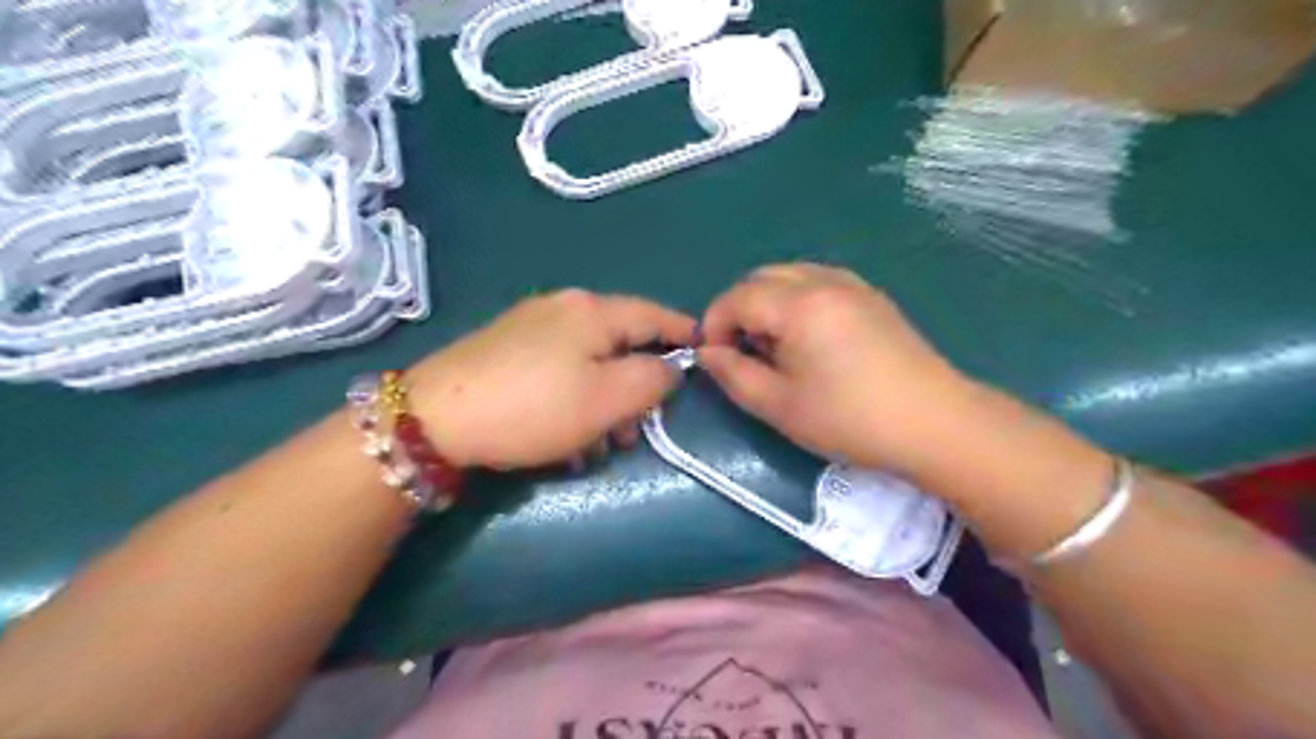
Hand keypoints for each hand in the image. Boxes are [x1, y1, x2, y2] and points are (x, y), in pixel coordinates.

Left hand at [410, 288, 699, 471]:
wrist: (434, 418)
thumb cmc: (534, 408)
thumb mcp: (608, 398)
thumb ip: (653, 379)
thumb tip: (669, 367)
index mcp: (593, 311)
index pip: (654, 315)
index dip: (683, 332)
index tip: (703, 350)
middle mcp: (563, 307)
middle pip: (619, 343)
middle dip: (634, 389)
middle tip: (633, 432)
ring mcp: (530, 325)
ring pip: (588, 362)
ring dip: (602, 403)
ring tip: (596, 447)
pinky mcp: (506, 348)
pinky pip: (558, 370)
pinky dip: (572, 400)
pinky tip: (563, 437)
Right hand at [703, 264, 968, 474]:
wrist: (935, 424)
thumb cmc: (850, 419)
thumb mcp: (779, 406)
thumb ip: (733, 375)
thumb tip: (708, 353)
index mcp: (799, 304)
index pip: (737, 297)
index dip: (715, 325)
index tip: (716, 360)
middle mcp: (824, 280)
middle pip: (762, 278)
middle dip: (739, 311)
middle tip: (743, 354)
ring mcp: (853, 285)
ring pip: (791, 277)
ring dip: (768, 304)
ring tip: (776, 349)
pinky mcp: (872, 298)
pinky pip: (818, 283)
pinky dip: (796, 302)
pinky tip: (809, 341)